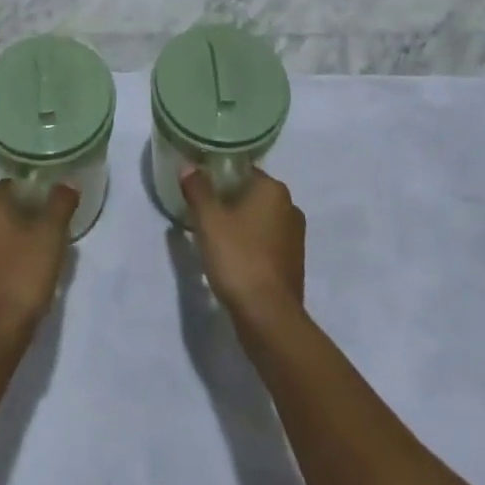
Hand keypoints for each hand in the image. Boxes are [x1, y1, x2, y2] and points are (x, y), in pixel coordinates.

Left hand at [0, 182, 77, 344]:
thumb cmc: (21, 274)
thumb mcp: (51, 234)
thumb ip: (61, 203)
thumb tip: (68, 183)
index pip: (13, 184)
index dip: (37, 192)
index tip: (55, 206)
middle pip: (4, 208)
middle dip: (28, 215)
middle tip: (53, 229)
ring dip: (17, 238)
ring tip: (43, 253)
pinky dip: (6, 258)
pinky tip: (25, 274)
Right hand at [181, 169, 304, 323]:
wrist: (268, 318)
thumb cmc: (239, 258)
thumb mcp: (209, 220)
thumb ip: (198, 189)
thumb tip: (189, 166)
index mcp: (274, 190)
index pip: (242, 171)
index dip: (219, 177)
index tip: (199, 189)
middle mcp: (290, 207)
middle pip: (251, 195)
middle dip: (228, 202)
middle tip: (202, 213)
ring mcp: (295, 238)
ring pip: (259, 221)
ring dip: (239, 225)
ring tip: (213, 237)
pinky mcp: (294, 264)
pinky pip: (266, 244)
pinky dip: (250, 246)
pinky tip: (231, 259)